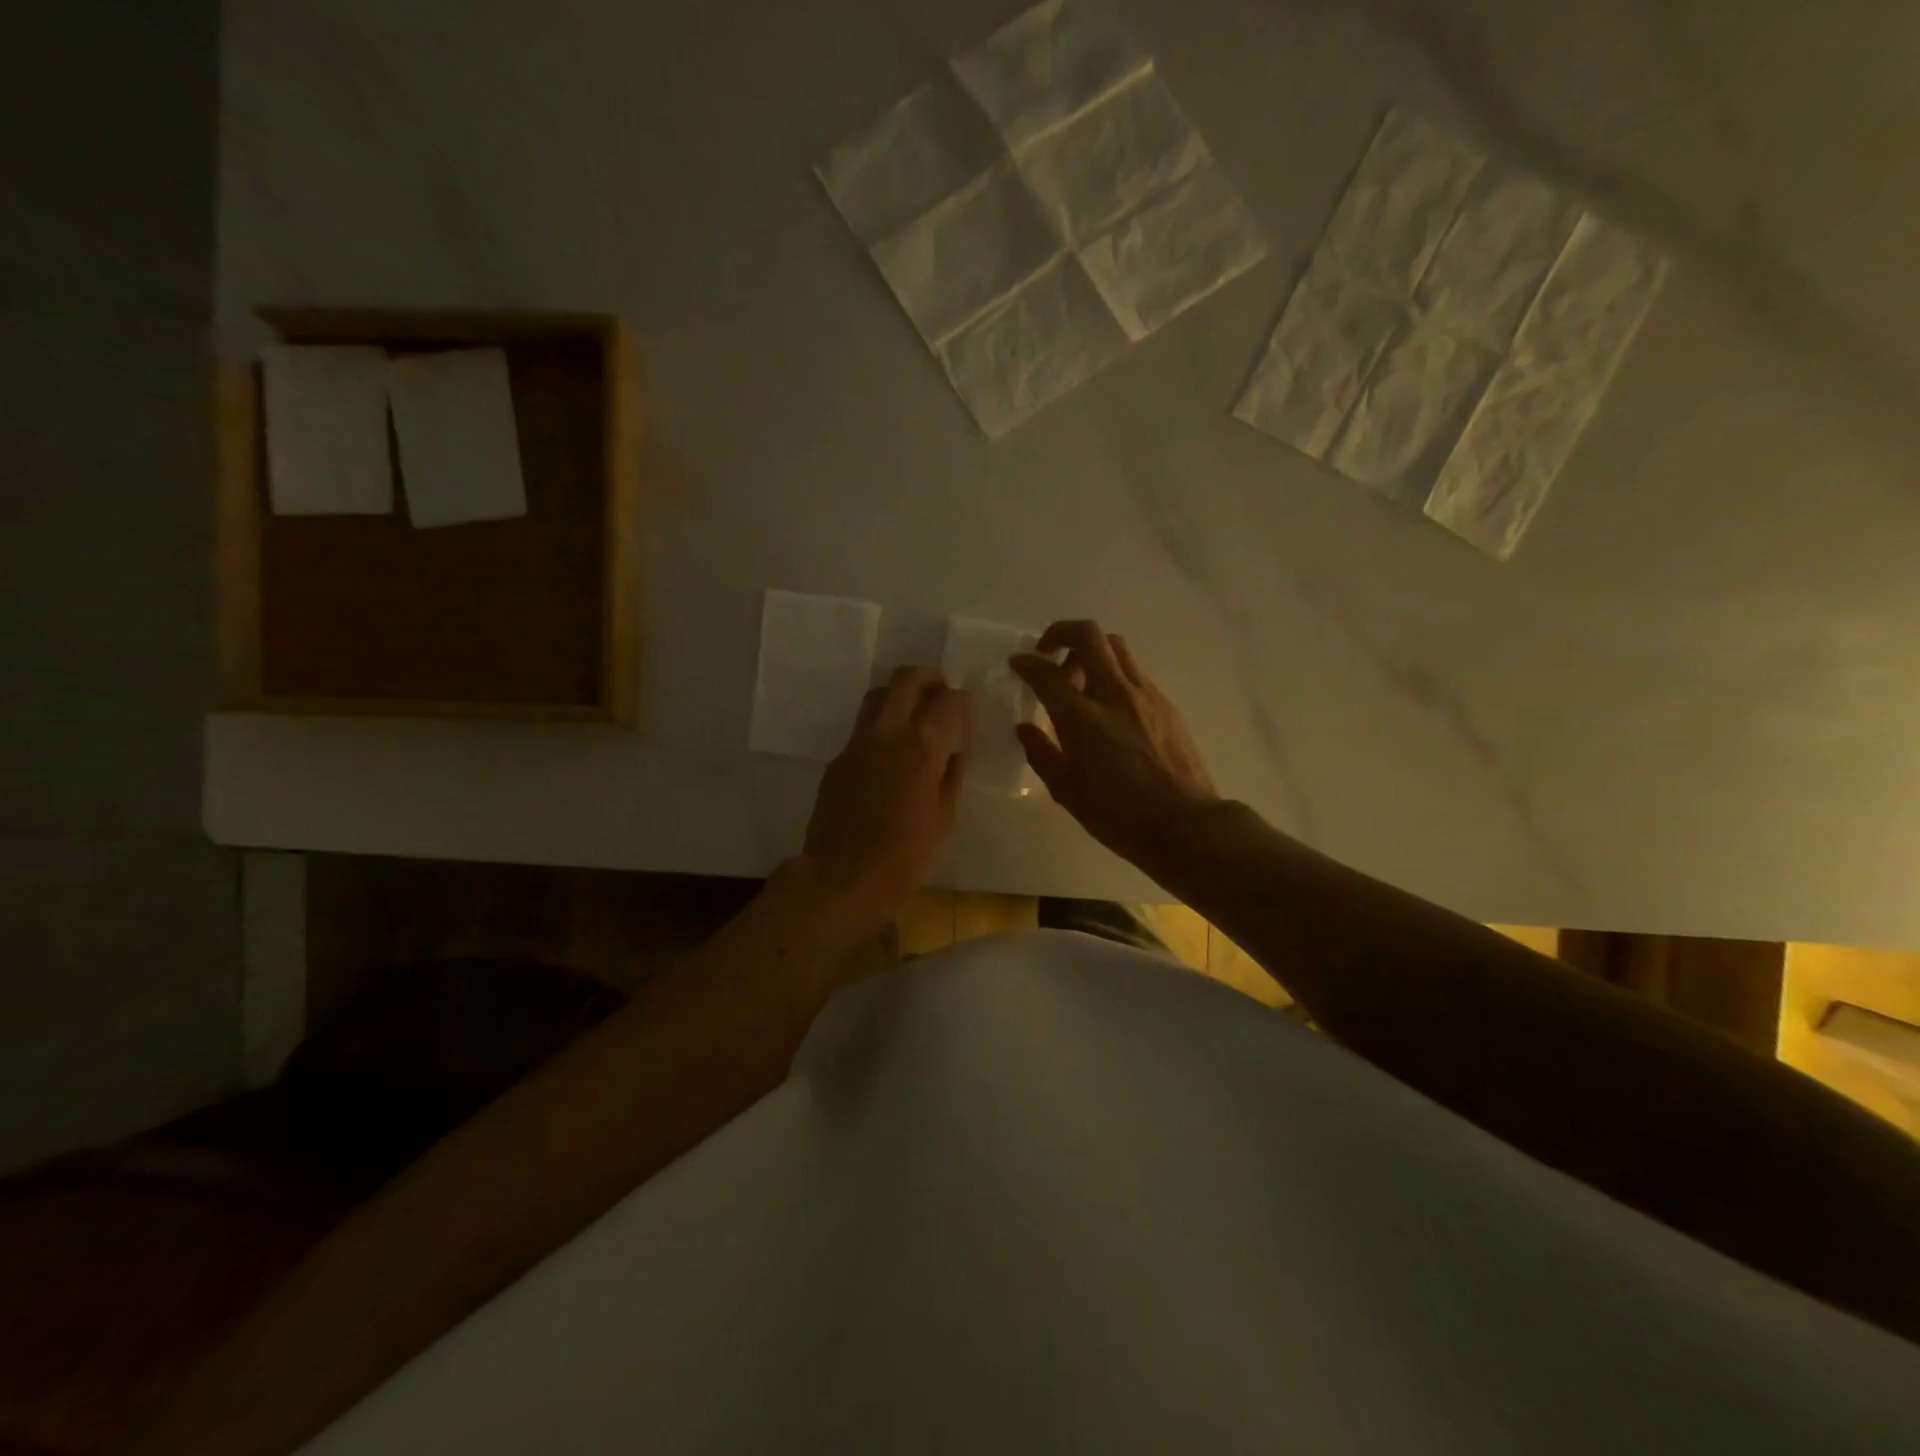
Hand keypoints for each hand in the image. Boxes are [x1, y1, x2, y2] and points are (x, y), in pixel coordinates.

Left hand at [802, 666, 969, 930]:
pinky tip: (891, 754)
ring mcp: (857, 743)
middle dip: (929, 678)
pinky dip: (882, 725)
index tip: (967, 714)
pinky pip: (863, 726)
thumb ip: (952, 775)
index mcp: (922, 747)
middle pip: (906, 679)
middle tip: (941, 694)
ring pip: (878, 695)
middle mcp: (888, 733)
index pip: (948, 701)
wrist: (841, 876)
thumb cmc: (905, 856)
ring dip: (900, 695)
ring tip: (915, 717)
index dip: (962, 701)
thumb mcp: (944, 818)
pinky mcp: (838, 758)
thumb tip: (955, 750)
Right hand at [1010, 620, 1218, 866]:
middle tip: (1048, 652)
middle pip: (1087, 635)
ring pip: (1115, 646)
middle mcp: (1113, 693)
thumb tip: (1025, 729)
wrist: (1184, 824)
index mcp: (1082, 717)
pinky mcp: (1166, 703)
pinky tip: (1109, 702)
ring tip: (1079, 676)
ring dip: (1091, 650)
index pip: (1046, 673)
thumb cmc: (1118, 815)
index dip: (1026, 663)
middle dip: (1060, 632)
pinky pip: (1134, 670)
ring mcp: (1145, 694)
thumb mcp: (1067, 791)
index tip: (1017, 664)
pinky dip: (1114, 671)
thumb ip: (1041, 753)